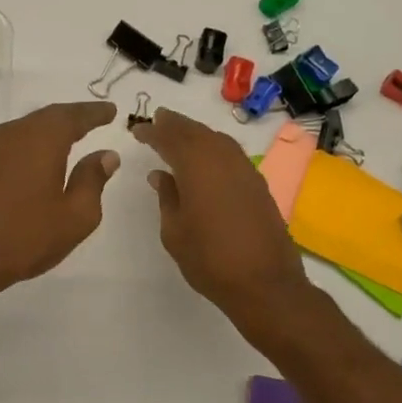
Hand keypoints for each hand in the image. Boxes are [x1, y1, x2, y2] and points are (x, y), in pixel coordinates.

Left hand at [0, 101, 120, 314]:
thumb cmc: (24, 237)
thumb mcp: (74, 216)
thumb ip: (92, 181)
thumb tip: (106, 155)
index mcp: (42, 139)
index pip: (74, 116)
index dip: (95, 113)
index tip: (111, 110)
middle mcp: (13, 135)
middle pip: (47, 118)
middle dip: (71, 118)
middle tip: (92, 120)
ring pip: (26, 132)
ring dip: (48, 133)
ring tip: (68, 139)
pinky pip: (11, 148)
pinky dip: (30, 149)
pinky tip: (36, 164)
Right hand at [132, 108, 313, 331]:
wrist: (264, 283)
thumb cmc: (209, 260)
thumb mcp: (175, 232)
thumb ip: (167, 197)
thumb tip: (161, 175)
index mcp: (197, 168)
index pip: (170, 139)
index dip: (153, 132)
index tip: (137, 130)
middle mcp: (223, 160)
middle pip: (196, 132)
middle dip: (176, 124)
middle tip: (158, 119)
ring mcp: (245, 171)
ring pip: (218, 140)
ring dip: (197, 133)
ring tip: (180, 134)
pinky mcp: (258, 185)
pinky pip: (232, 154)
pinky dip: (215, 147)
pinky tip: (208, 158)